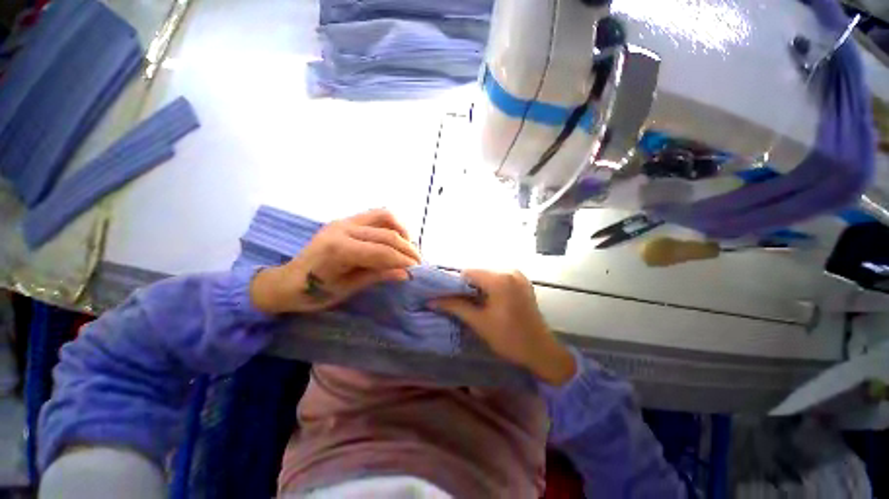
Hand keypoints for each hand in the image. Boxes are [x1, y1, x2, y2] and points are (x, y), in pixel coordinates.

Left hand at [250, 209, 419, 313]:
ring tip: (409, 247)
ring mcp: (344, 220)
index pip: (382, 251)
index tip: (417, 270)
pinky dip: (391, 224)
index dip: (403, 261)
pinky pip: (375, 215)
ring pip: (384, 216)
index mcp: (339, 249)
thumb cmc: (313, 292)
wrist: (287, 280)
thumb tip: (405, 273)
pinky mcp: (345, 220)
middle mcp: (343, 228)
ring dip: (402, 231)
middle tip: (418, 262)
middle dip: (407, 248)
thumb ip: (377, 276)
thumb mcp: (347, 289)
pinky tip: (395, 238)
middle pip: (387, 233)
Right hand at [434, 270, 576, 385]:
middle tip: (460, 304)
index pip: (468, 273)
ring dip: (478, 287)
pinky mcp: (522, 282)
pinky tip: (488, 302)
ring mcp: (518, 276)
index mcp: (500, 279)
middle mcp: (510, 271)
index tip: (449, 298)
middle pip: (478, 273)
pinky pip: (499, 279)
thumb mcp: (479, 322)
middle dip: (467, 287)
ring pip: (488, 276)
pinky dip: (490, 288)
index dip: (455, 285)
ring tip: (474, 305)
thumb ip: (455, 307)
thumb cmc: (509, 338)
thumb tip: (432, 300)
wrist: (541, 351)